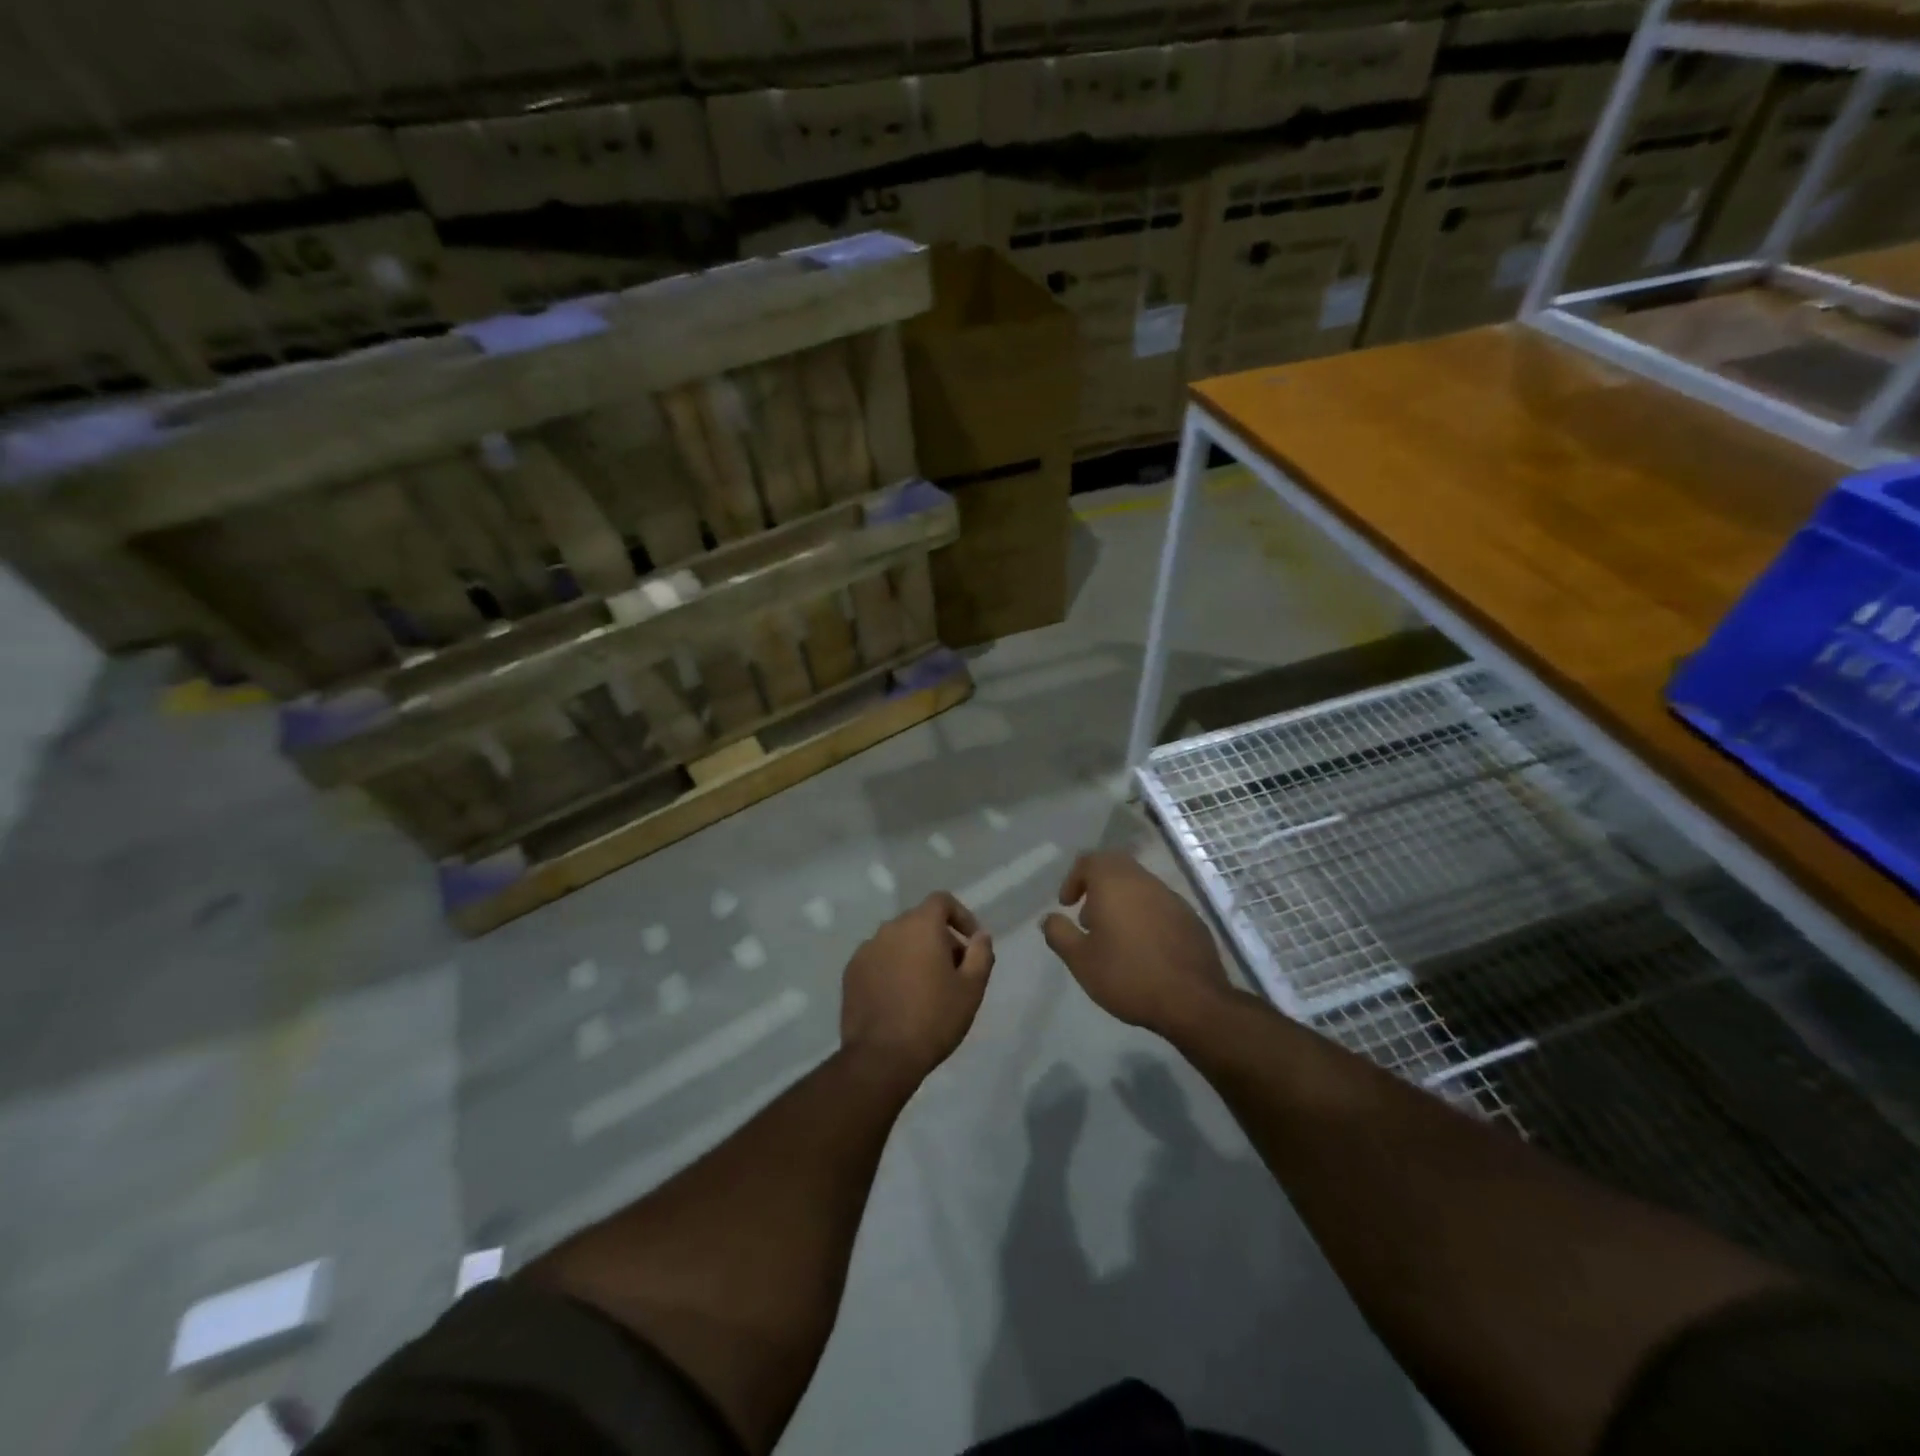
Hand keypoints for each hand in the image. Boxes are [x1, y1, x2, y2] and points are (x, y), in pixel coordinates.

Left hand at [841, 892, 994, 1084]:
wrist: (881, 1057)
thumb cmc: (934, 1018)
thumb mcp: (971, 988)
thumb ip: (980, 954)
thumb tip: (980, 935)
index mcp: (920, 925)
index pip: (942, 901)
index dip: (961, 916)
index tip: (971, 943)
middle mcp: (890, 928)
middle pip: (920, 921)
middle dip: (940, 939)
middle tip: (954, 971)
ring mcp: (866, 949)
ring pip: (898, 941)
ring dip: (915, 953)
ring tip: (926, 988)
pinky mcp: (851, 972)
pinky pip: (879, 959)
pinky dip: (892, 968)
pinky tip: (900, 998)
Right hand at [1041, 851, 1232, 1038]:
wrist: (1193, 1001)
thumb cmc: (1128, 975)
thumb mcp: (1080, 961)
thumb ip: (1059, 934)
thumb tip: (1049, 919)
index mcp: (1114, 883)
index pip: (1089, 860)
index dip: (1073, 879)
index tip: (1067, 906)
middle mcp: (1144, 881)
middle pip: (1116, 866)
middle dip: (1097, 886)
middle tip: (1088, 918)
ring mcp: (1172, 898)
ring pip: (1140, 885)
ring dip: (1122, 901)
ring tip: (1114, 937)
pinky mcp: (1191, 917)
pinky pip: (1160, 904)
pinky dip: (1144, 915)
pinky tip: (1144, 948)